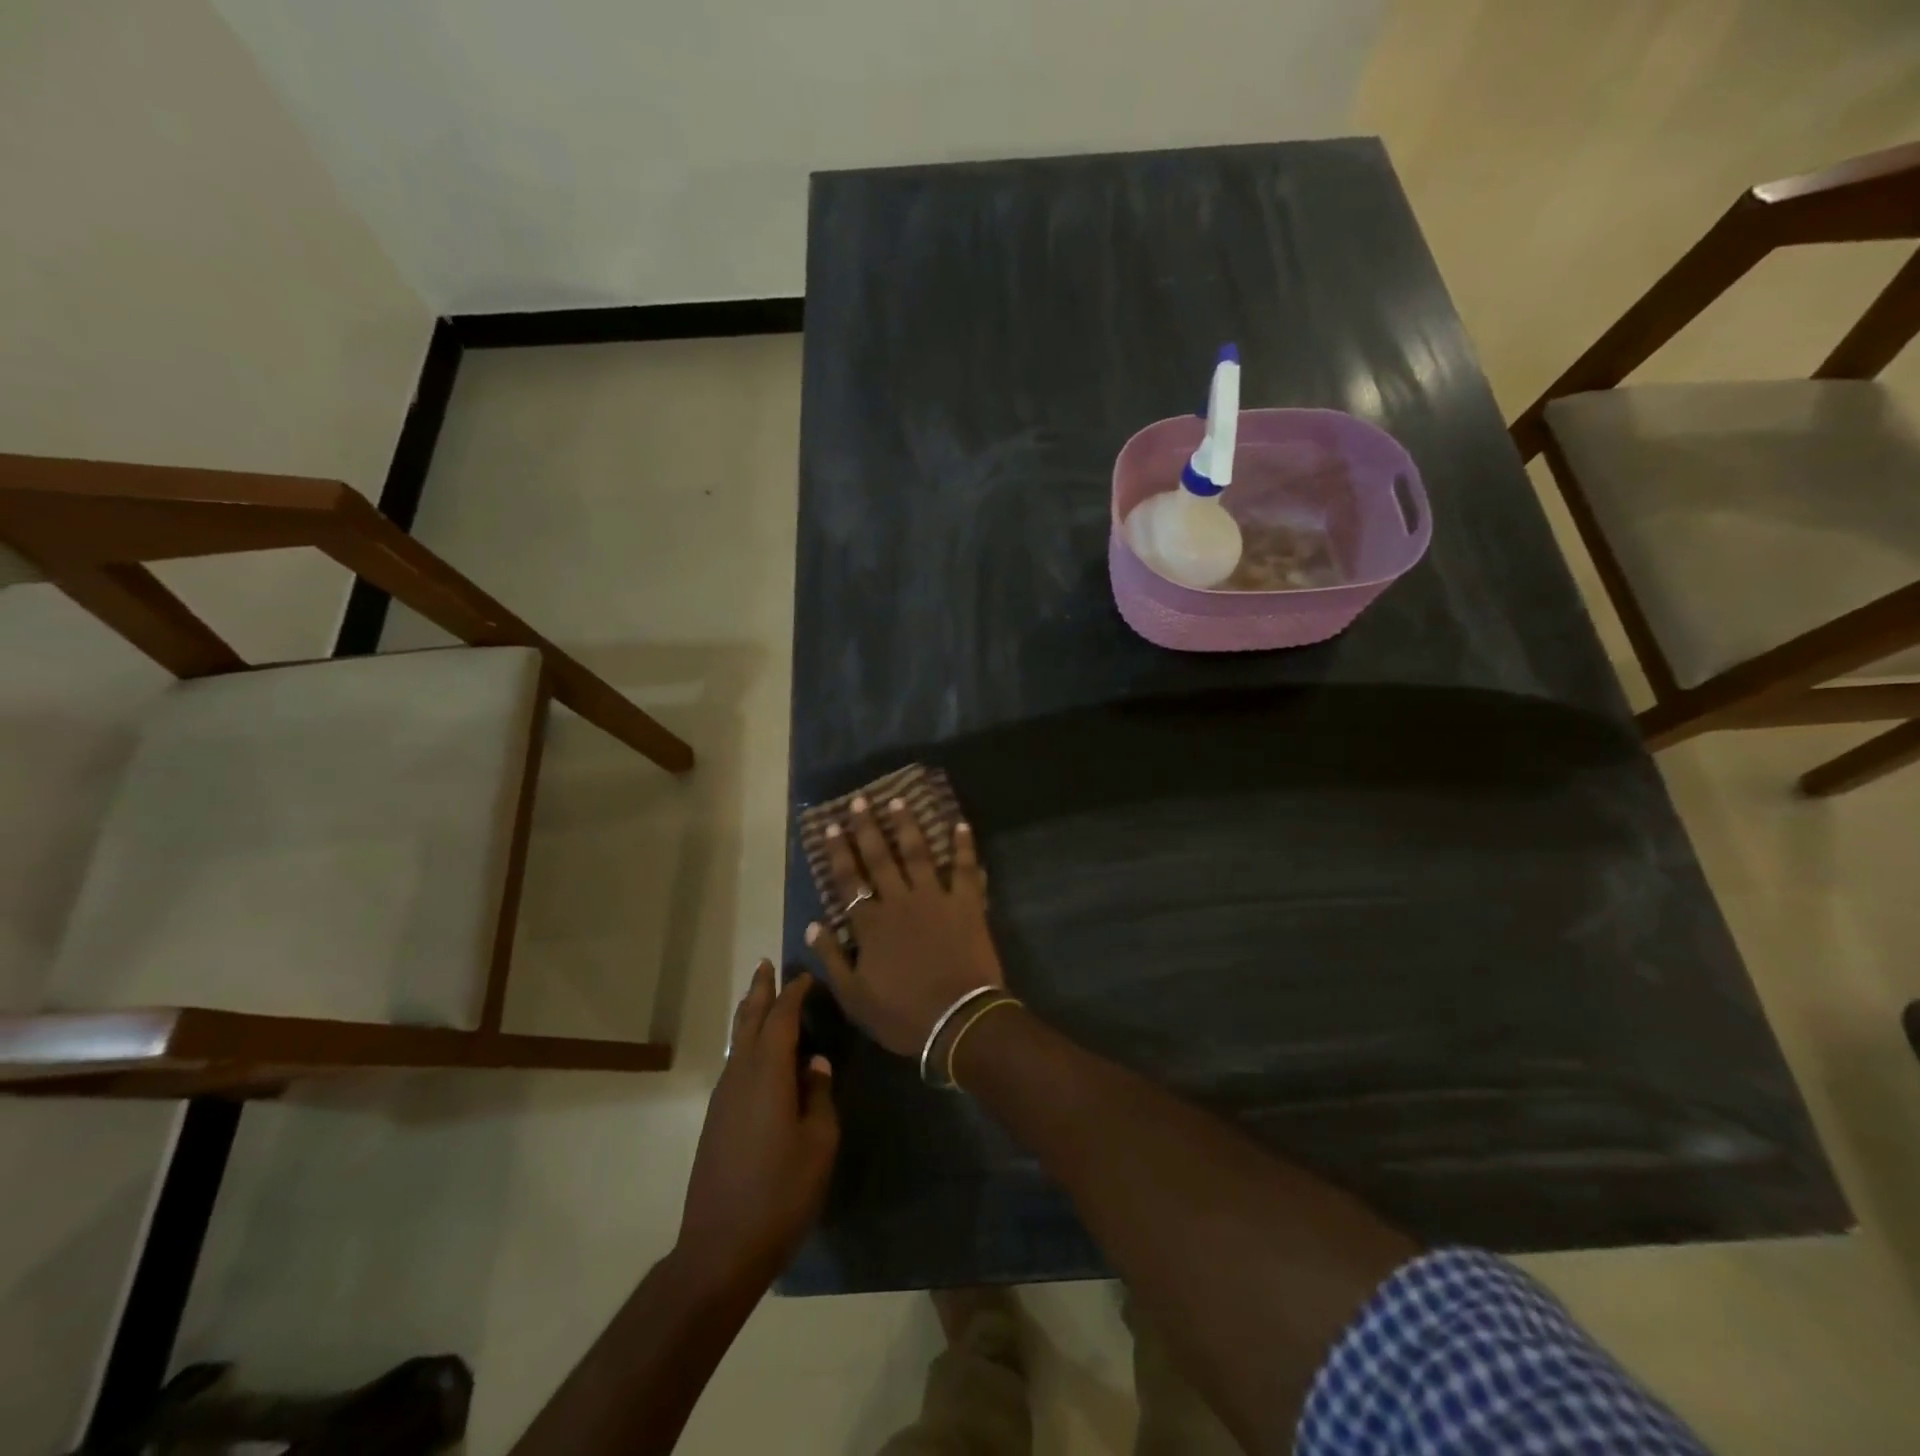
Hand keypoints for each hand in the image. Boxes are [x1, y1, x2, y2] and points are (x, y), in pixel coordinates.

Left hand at [677, 962, 838, 1291]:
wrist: (719, 1249)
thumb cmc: (780, 1194)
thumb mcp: (819, 1144)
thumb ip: (820, 1096)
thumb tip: (816, 1064)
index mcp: (768, 1076)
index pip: (781, 1019)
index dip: (794, 994)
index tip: (807, 976)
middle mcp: (740, 1077)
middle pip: (749, 1021)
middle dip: (760, 991)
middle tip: (767, 964)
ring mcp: (723, 1099)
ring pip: (738, 1042)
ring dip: (751, 1015)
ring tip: (762, 997)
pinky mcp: (716, 1120)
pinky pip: (734, 1065)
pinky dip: (747, 1043)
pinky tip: (758, 1054)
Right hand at [806, 794, 1005, 1058]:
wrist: (957, 1021)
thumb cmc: (903, 1014)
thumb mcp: (854, 997)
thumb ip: (832, 959)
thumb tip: (812, 926)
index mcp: (871, 924)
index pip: (849, 881)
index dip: (840, 853)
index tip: (832, 827)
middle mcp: (899, 902)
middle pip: (880, 858)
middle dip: (867, 828)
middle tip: (860, 800)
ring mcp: (934, 899)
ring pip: (918, 854)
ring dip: (908, 826)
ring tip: (899, 800)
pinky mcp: (966, 904)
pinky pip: (964, 869)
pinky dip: (963, 847)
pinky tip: (960, 824)